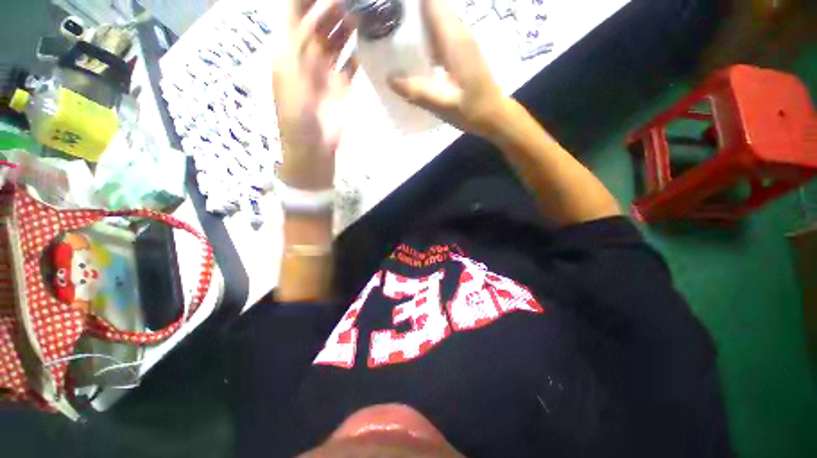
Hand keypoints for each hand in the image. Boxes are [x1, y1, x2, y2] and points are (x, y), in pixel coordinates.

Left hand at [273, 0, 355, 189]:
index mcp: (289, 49)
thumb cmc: (296, 108)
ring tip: (360, 12)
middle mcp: (308, 56)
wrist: (312, 144)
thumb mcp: (290, 67)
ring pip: (336, 43)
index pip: (295, 12)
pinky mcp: (342, 88)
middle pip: (319, 25)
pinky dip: (356, 56)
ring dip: (346, 29)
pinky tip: (364, 44)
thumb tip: (316, 5)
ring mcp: (326, 72)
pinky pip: (350, 66)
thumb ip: (299, 35)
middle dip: (331, 8)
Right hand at [388, 0, 506, 136]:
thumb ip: (419, 92)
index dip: (412, 2)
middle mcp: (460, 33)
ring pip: (437, 17)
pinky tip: (413, 49)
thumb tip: (390, 78)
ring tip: (394, 31)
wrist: (495, 116)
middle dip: (411, 9)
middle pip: (433, 5)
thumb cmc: (473, 111)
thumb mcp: (445, 106)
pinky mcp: (462, 51)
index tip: (392, 5)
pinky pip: (441, 31)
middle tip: (387, 21)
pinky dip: (426, 33)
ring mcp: (462, 41)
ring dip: (417, 19)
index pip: (433, 2)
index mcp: (455, 41)